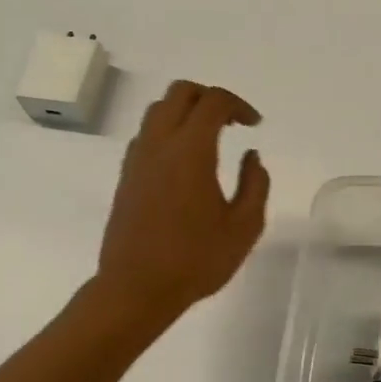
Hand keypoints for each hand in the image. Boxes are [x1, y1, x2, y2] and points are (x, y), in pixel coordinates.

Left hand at [94, 81, 270, 328]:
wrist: (136, 288)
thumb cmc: (196, 260)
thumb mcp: (244, 227)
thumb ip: (255, 185)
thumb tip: (251, 156)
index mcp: (191, 151)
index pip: (213, 102)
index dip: (239, 105)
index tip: (255, 125)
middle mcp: (159, 144)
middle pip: (180, 92)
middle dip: (210, 97)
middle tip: (232, 122)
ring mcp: (137, 159)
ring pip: (158, 110)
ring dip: (186, 111)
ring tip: (209, 138)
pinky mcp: (125, 176)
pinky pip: (147, 135)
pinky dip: (168, 131)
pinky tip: (184, 162)